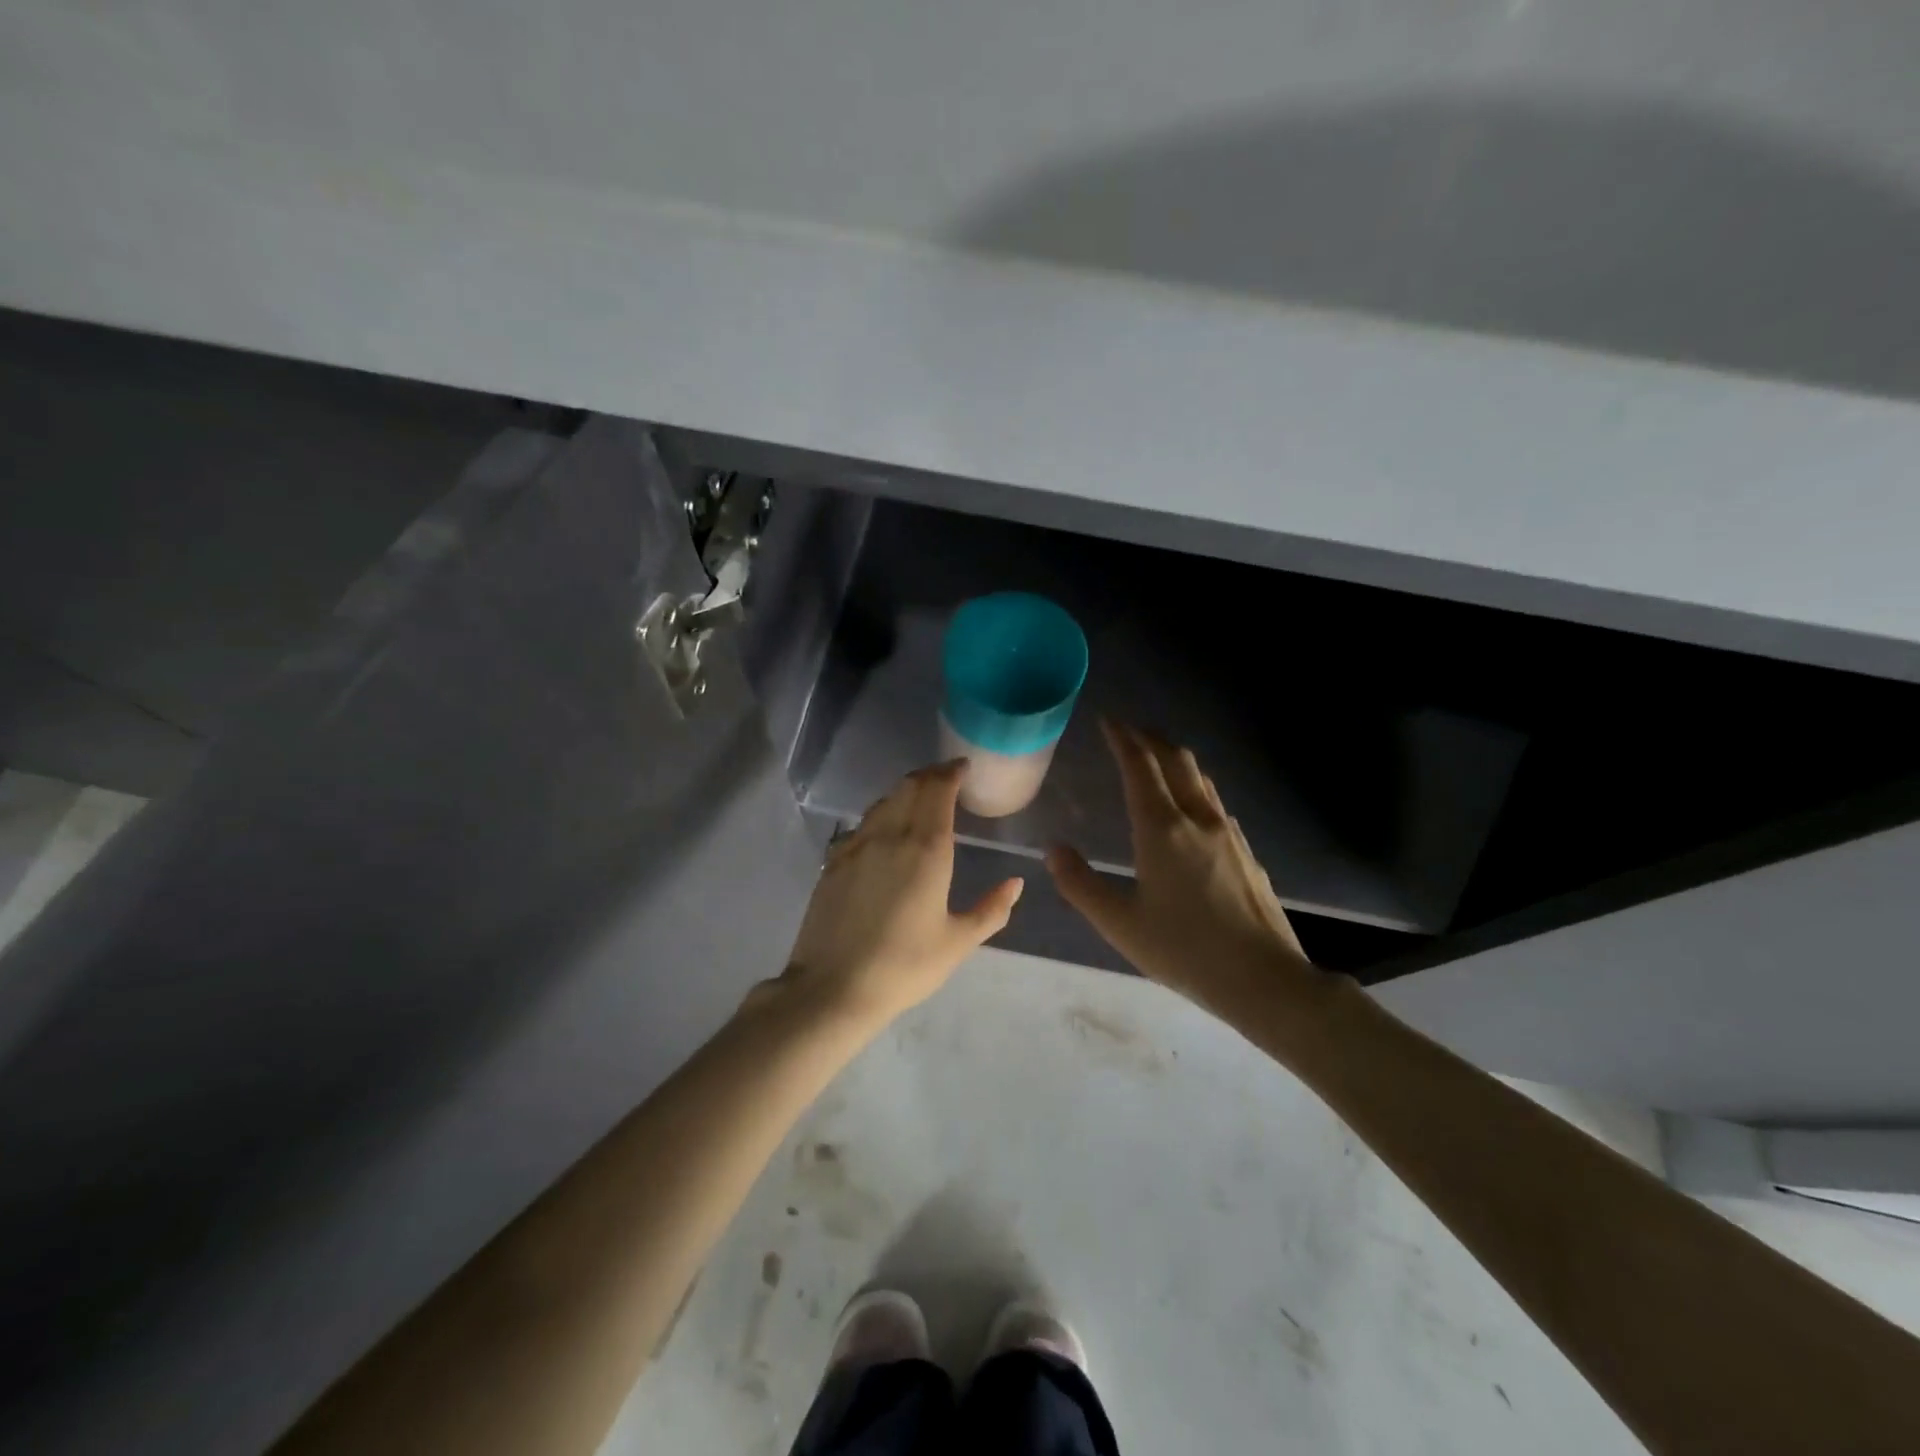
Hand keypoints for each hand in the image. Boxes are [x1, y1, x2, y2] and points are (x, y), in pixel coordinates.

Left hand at [780, 761, 1023, 1026]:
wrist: (833, 987)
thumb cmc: (904, 966)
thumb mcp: (957, 943)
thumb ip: (991, 909)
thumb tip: (1016, 883)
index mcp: (926, 849)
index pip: (938, 790)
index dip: (951, 772)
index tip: (962, 767)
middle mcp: (890, 835)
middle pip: (909, 786)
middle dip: (930, 775)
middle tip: (946, 778)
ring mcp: (856, 845)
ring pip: (883, 801)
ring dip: (905, 791)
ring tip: (920, 800)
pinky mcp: (833, 861)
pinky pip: (862, 823)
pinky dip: (881, 813)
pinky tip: (886, 831)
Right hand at [1046, 722, 1315, 1010]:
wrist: (1266, 980)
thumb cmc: (1186, 950)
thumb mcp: (1120, 924)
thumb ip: (1081, 884)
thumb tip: (1053, 850)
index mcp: (1163, 829)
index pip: (1140, 767)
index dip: (1123, 739)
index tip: (1109, 721)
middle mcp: (1198, 819)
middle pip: (1176, 760)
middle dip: (1151, 739)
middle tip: (1130, 732)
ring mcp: (1229, 833)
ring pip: (1200, 779)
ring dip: (1175, 760)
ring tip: (1156, 761)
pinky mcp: (1247, 852)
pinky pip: (1215, 803)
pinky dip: (1194, 787)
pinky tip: (1190, 810)